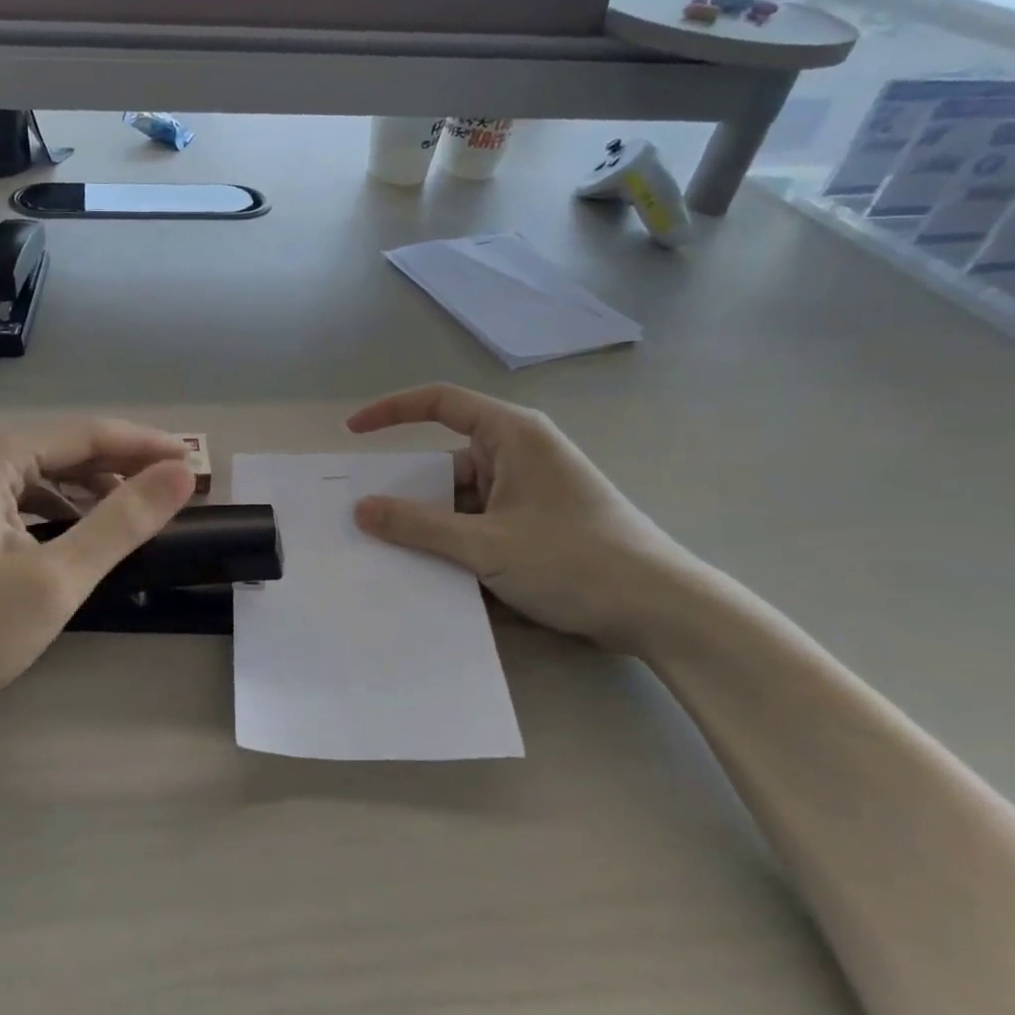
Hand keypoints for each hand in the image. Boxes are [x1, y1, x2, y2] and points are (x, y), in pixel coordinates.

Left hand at [0, 421, 196, 728]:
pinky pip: (16, 496)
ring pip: (40, 474)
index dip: (145, 446)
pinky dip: (55, 509)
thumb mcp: (57, 580)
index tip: (194, 463)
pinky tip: (80, 532)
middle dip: (119, 469)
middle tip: (173, 492)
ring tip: (136, 513)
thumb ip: (123, 521)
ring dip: (89, 491)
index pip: (85, 434)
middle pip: (61, 450)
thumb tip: (181, 474)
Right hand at [347, 384, 696, 651]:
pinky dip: (458, 544)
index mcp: (512, 435)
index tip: (353, 434)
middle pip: (446, 461)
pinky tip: (434, 575)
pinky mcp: (536, 525)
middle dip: (409, 492)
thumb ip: (419, 526)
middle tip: (364, 519)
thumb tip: (362, 510)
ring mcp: (529, 492)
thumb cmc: (574, 559)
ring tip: (391, 555)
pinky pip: (482, 524)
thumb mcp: (486, 545)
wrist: (661, 611)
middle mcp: (519, 454)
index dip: (391, 411)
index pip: (439, 403)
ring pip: (462, 500)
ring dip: (433, 526)